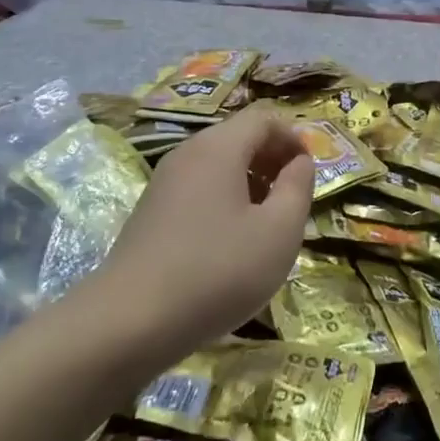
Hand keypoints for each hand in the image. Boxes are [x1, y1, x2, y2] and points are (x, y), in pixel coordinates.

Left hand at [98, 105, 311, 355]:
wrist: (129, 322)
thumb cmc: (217, 271)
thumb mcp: (278, 232)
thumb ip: (298, 187)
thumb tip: (300, 162)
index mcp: (219, 147)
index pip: (264, 118)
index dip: (293, 138)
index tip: (310, 172)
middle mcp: (188, 153)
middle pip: (238, 137)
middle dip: (272, 159)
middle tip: (293, 197)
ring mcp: (164, 182)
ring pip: (218, 164)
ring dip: (250, 182)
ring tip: (267, 223)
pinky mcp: (151, 211)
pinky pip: (198, 188)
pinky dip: (224, 200)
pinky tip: (231, 242)